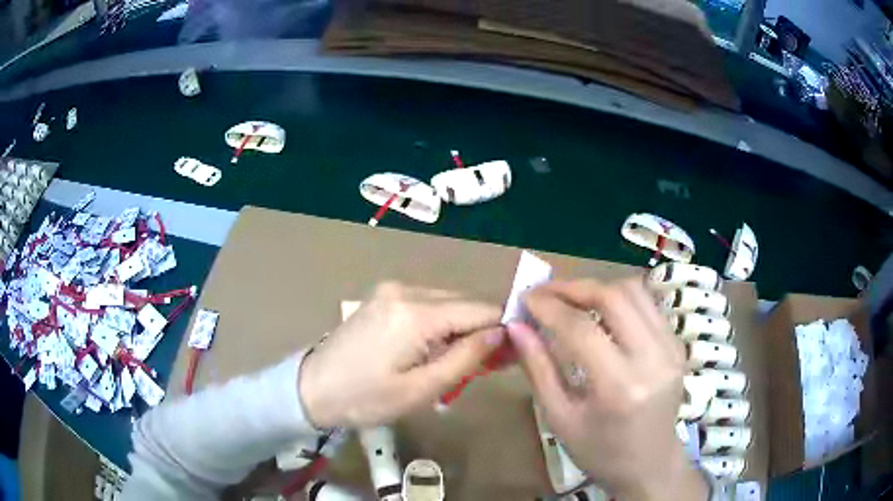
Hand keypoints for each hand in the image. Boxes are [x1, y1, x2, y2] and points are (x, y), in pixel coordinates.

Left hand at [299, 282, 503, 428]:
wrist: (311, 388)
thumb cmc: (365, 398)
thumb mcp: (421, 390)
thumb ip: (466, 359)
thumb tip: (502, 334)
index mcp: (416, 313)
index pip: (481, 309)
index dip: (504, 329)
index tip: (513, 355)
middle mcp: (406, 289)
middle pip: (465, 303)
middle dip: (481, 332)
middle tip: (484, 368)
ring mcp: (391, 289)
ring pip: (447, 303)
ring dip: (459, 330)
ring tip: (454, 364)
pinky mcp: (383, 296)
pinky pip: (426, 305)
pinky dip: (439, 325)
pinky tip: (431, 350)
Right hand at [508, 279, 706, 500]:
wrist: (650, 464)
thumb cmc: (600, 451)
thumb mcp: (560, 419)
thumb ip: (538, 369)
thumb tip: (516, 327)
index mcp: (619, 388)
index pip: (581, 329)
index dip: (549, 307)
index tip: (526, 298)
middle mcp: (652, 360)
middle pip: (614, 298)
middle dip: (574, 287)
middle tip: (546, 292)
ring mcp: (671, 349)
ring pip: (635, 292)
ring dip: (599, 288)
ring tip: (571, 299)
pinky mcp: (679, 345)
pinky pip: (649, 305)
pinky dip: (621, 299)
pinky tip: (601, 312)